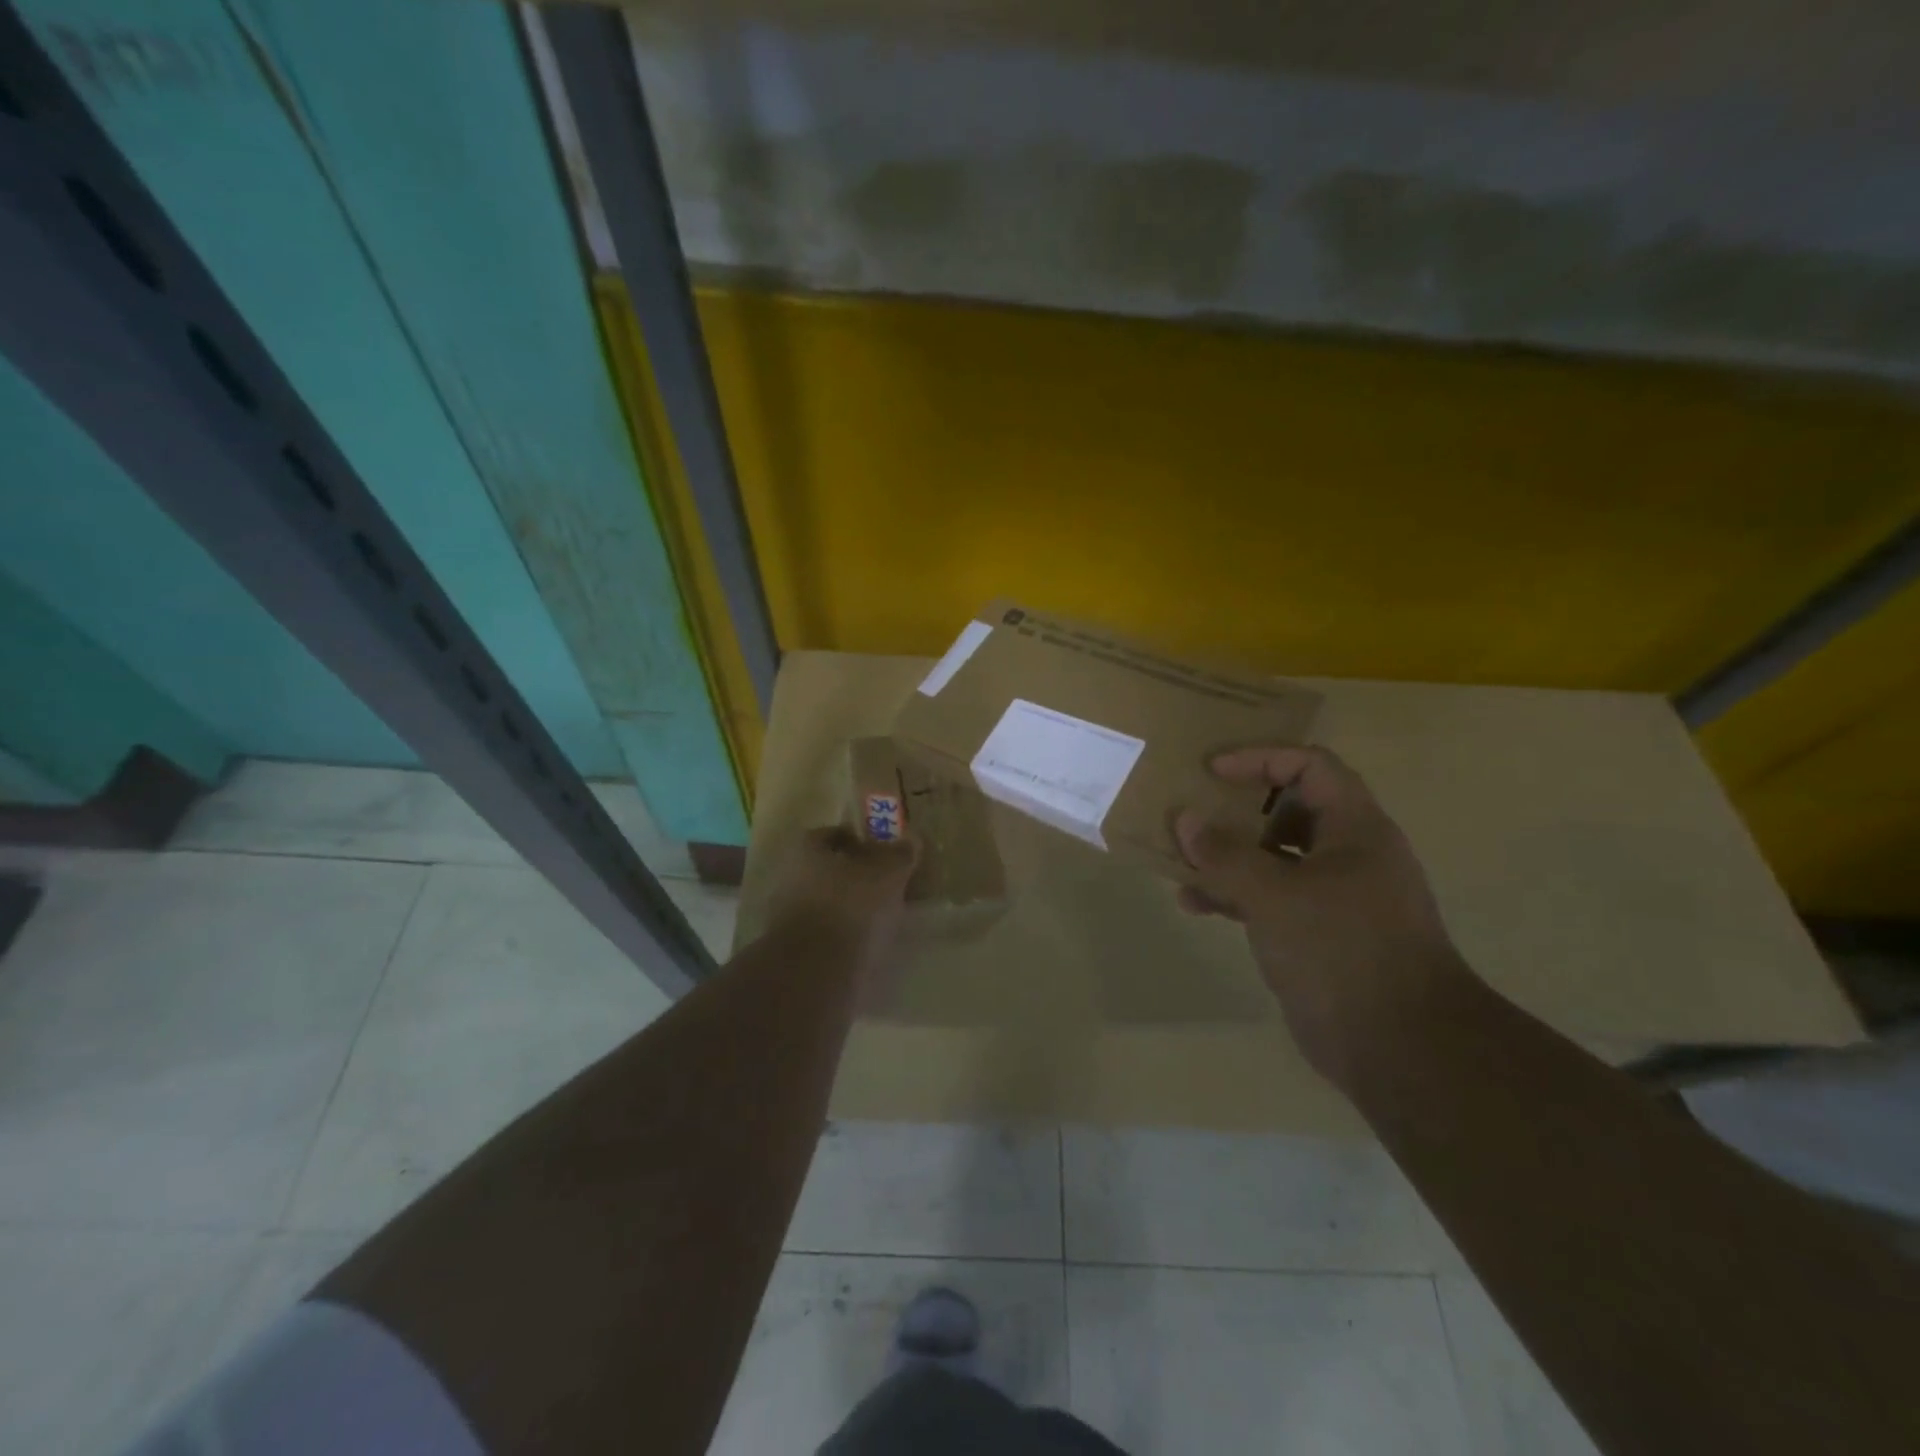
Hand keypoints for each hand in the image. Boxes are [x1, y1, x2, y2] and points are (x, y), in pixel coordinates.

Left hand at [765, 826, 920, 983]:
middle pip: (827, 871)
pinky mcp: (794, 953)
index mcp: (806, 851)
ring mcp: (787, 918)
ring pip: (826, 905)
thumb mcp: (887, 874)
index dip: (858, 841)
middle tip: (888, 884)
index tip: (882, 852)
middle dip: (855, 877)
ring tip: (885, 918)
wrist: (816, 973)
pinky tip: (869, 945)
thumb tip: (912, 837)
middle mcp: (789, 879)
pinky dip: (845, 937)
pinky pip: (826, 936)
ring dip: (851, 909)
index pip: (831, 835)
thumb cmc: (850, 908)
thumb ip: (900, 854)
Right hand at [1176, 746, 1469, 1087]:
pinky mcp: (1319, 934)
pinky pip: (1270, 898)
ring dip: (1228, 856)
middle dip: (1236, 809)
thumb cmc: (1341, 950)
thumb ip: (1225, 854)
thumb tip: (1185, 819)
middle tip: (1192, 812)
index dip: (1260, 759)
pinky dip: (1235, 895)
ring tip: (1182, 861)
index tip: (1212, 771)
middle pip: (1288, 809)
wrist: (1401, 1047)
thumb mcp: (1273, 895)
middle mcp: (1349, 854)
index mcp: (1355, 829)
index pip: (1310, 766)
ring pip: (1274, 857)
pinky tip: (1196, 905)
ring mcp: (1336, 896)